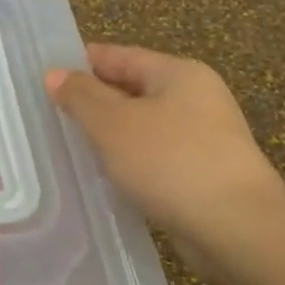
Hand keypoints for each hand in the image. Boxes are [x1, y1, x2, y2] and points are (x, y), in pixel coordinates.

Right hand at [46, 43, 284, 253]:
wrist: (237, 228)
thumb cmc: (170, 162)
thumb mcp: (113, 123)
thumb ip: (81, 96)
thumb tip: (55, 74)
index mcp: (179, 73)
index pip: (121, 56)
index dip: (83, 62)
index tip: (47, 74)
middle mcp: (196, 98)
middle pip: (133, 88)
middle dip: (94, 99)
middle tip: (50, 111)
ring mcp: (204, 137)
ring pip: (143, 124)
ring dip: (110, 132)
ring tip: (70, 144)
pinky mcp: (204, 172)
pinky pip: (155, 155)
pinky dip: (129, 159)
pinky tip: (104, 174)